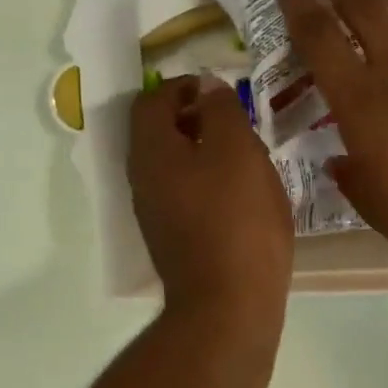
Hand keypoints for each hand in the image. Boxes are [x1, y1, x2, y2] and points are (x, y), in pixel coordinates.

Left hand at [129, 76, 292, 321]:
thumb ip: (221, 110)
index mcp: (152, 152)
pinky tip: (240, 197)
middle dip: (194, 119)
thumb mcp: (239, 152)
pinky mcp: (173, 240)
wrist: (230, 304)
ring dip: (202, 152)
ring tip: (244, 158)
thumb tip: (206, 83)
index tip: (220, 90)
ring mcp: (155, 214)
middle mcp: (142, 180)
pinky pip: (184, 195)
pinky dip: (206, 183)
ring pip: (172, 166)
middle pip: (158, 133)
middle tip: (236, 122)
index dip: (183, 85)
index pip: (151, 100)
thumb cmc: (238, 221)